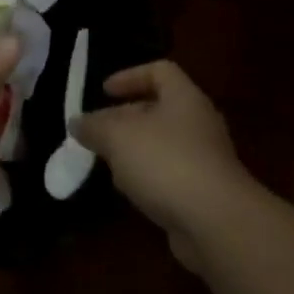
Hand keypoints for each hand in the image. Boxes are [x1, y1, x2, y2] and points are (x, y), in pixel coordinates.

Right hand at [74, 61, 256, 269]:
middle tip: (97, 132)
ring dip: (135, 151)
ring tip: (108, 163)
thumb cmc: (165, 162)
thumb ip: (94, 126)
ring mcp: (205, 159)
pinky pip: (171, 174)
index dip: (129, 76)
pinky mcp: (205, 192)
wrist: (216, 223)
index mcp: (184, 98)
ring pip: (163, 144)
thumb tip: (77, 122)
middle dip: (125, 118)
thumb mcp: (117, 137)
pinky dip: (149, 178)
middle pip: (159, 109)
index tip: (104, 92)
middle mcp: (199, 123)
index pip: (159, 71)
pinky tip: (131, 192)